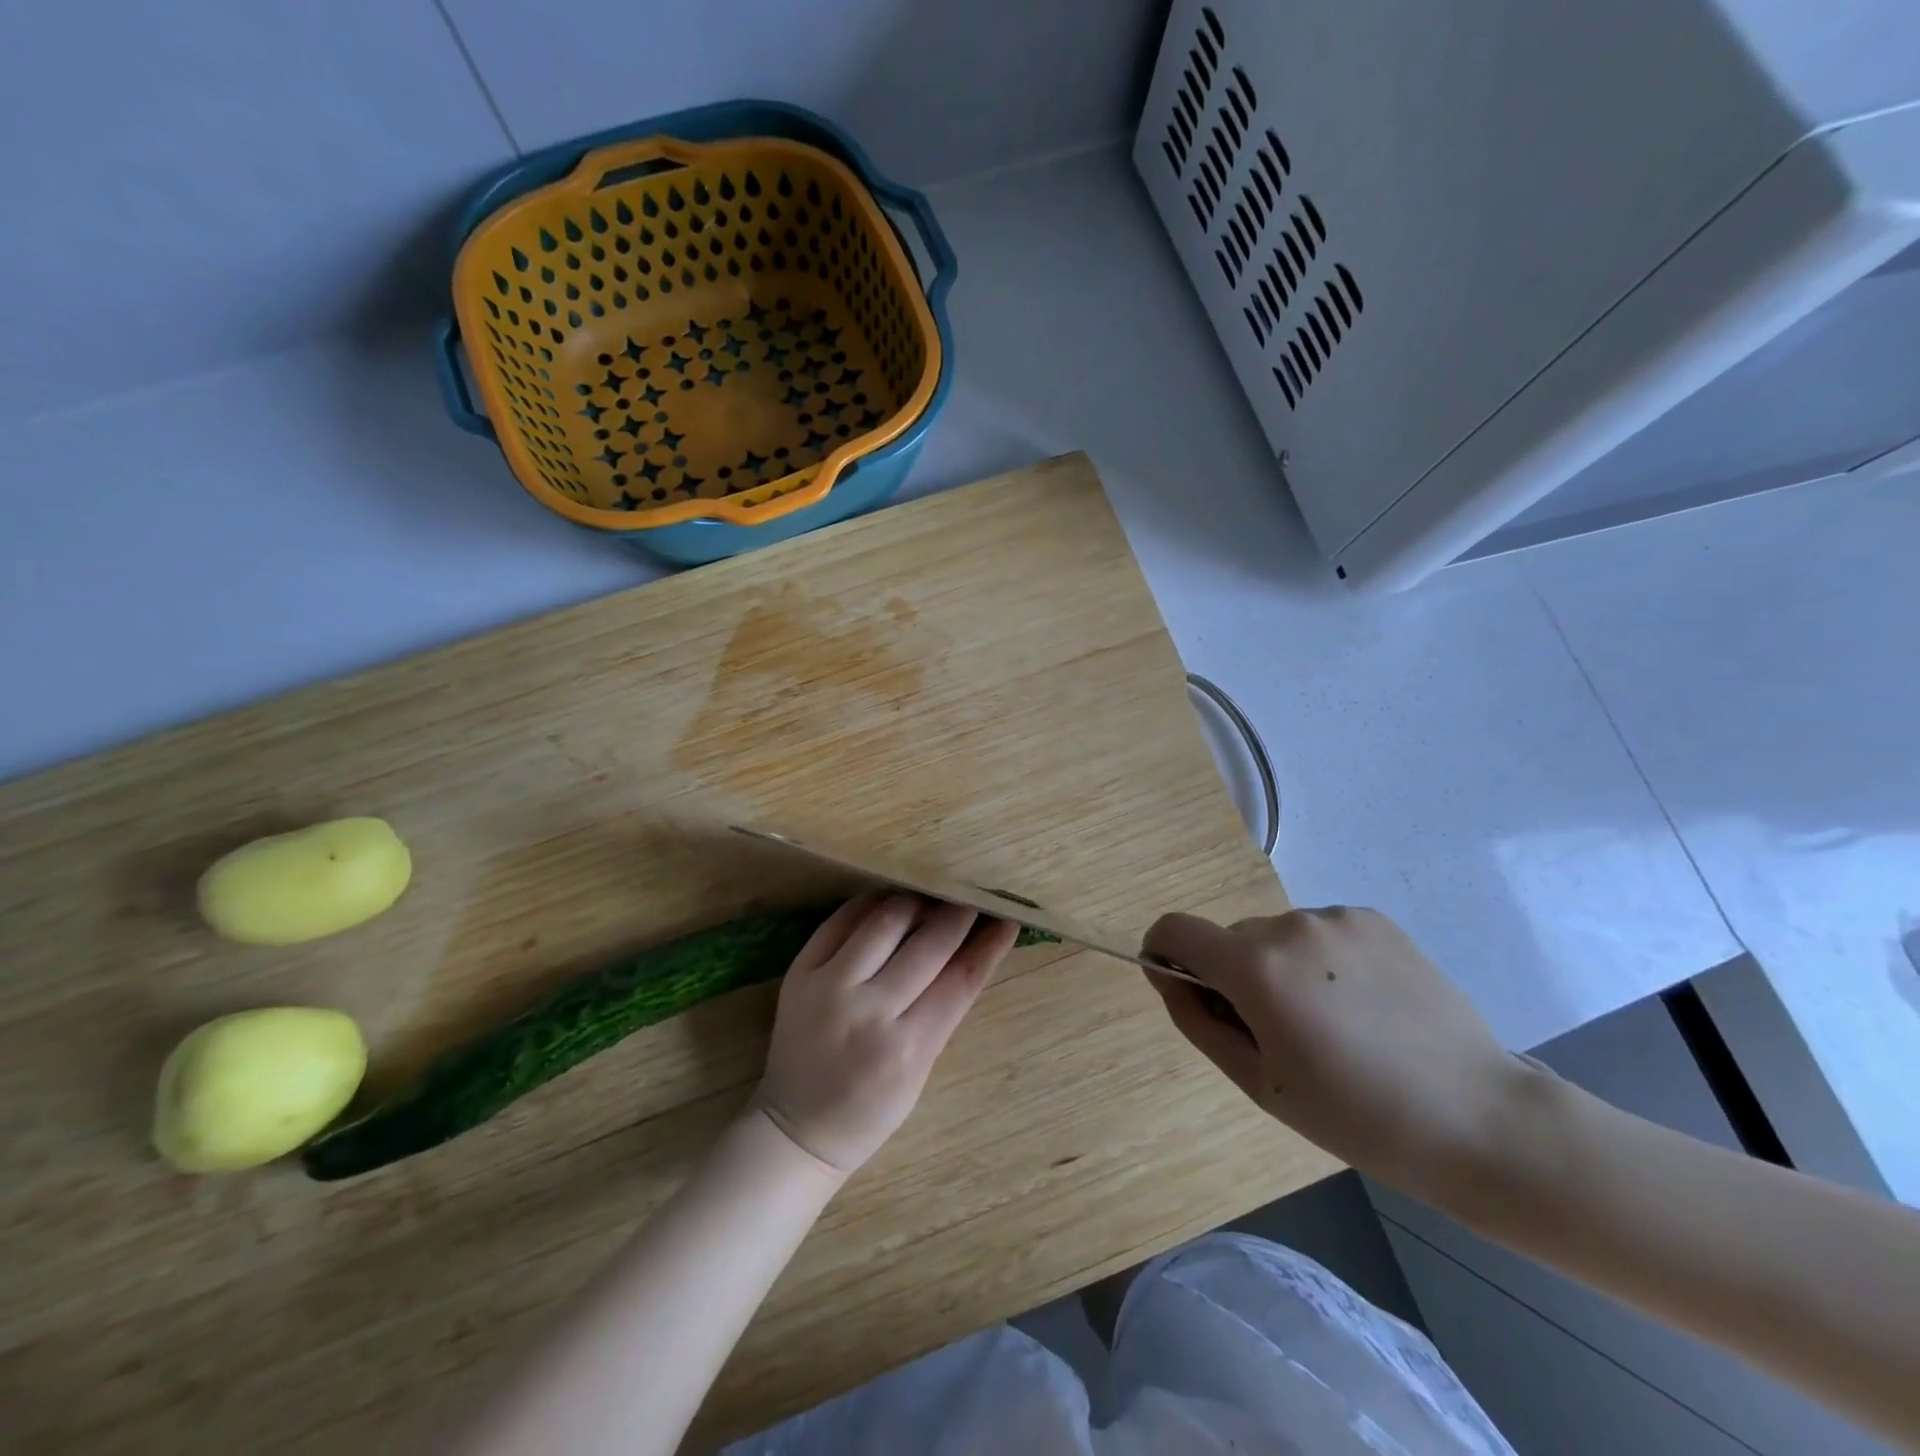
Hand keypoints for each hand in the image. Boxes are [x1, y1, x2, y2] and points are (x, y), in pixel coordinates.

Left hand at [755, 893, 1018, 1173]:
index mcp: (906, 1048)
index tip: (1006, 920)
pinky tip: (890, 900)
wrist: (796, 1126)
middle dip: (956, 915)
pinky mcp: (800, 971)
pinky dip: (871, 904)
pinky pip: (841, 920)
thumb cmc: (871, 1109)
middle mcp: (868, 1011)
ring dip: (916, 902)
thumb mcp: (920, 1070)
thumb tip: (973, 950)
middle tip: (970, 900)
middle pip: (927, 945)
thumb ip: (943, 1011)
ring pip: (885, 920)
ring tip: (931, 898)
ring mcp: (829, 987)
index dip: (988, 946)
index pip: (960, 981)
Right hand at [1144, 908, 1529, 1200]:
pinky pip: (1320, 933)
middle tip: (1278, 1034)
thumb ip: (1195, 1019)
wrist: (1479, 1119)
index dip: (1164, 953)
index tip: (1182, 988)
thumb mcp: (1258, 1081)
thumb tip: (1165, 974)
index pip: (1176, 930)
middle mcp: (1289, 925)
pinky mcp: (1375, 919)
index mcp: (1256, 967)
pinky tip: (1362, 1005)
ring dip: (1280, 968)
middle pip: (1231, 940)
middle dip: (1235, 976)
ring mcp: (1336, 917)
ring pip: (1276, 937)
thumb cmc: (1356, 1116)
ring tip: (1331, 1024)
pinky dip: (1320, 961)